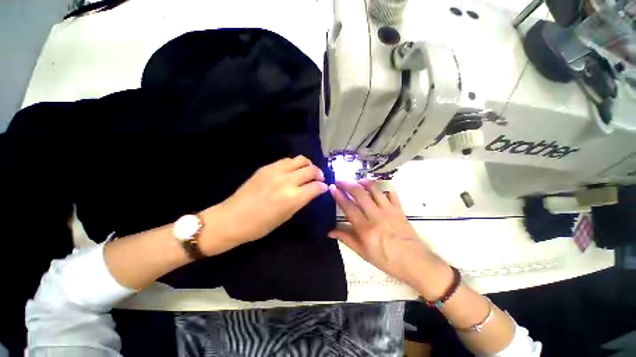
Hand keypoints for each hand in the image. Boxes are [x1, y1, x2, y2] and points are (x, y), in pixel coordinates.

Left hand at [200, 156, 327, 255]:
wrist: (232, 218)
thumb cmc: (261, 225)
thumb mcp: (286, 216)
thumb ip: (302, 200)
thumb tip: (313, 191)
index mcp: (293, 197)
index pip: (316, 186)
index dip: (322, 186)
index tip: (324, 187)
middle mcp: (287, 181)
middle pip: (311, 169)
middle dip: (318, 173)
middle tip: (318, 179)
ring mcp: (276, 171)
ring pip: (300, 160)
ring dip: (307, 165)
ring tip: (307, 171)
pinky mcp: (266, 167)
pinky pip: (286, 160)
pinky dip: (294, 164)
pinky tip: (292, 171)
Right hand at [329, 180, 450, 296]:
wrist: (416, 263)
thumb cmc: (387, 261)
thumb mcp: (363, 253)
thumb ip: (346, 239)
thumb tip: (330, 231)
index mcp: (365, 229)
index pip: (348, 207)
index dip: (338, 196)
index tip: (332, 187)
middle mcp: (376, 216)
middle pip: (360, 194)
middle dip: (347, 184)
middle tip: (340, 180)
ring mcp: (389, 210)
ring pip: (375, 189)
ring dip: (364, 182)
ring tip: (357, 180)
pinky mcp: (399, 209)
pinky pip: (391, 192)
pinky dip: (383, 186)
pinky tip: (376, 186)